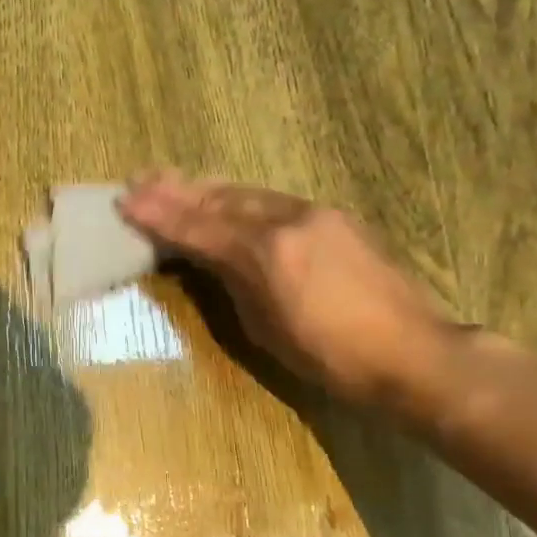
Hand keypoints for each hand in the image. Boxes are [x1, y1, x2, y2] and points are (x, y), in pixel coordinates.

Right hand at [118, 172, 455, 408]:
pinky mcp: (336, 218)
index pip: (199, 227)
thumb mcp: (266, 329)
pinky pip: (274, 200)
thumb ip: (234, 283)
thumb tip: (211, 260)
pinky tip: (228, 198)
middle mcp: (288, 220)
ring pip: (249, 193)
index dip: (160, 214)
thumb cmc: (331, 358)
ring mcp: (316, 214)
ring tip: (174, 180)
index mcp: (265, 253)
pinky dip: (241, 198)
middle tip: (141, 178)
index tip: (125, 199)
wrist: (411, 353)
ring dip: (208, 189)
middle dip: (178, 189)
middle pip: (221, 199)